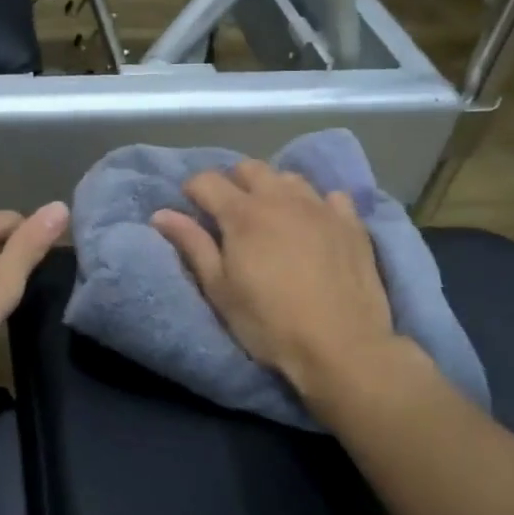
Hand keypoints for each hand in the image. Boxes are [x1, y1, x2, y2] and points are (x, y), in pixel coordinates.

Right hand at [152, 160, 402, 400]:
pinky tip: (315, 224)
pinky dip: (317, 204)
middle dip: (233, 182)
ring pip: (290, 178)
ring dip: (273, 189)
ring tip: (271, 216)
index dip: (193, 191)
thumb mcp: (220, 290)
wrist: (341, 346)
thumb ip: (192, 245)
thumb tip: (161, 214)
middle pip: (250, 168)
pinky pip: (332, 197)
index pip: (208, 181)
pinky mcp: (352, 224)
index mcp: (243, 214)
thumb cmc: (269, 323)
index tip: (192, 209)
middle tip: (229, 213)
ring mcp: (321, 207)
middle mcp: (281, 198)